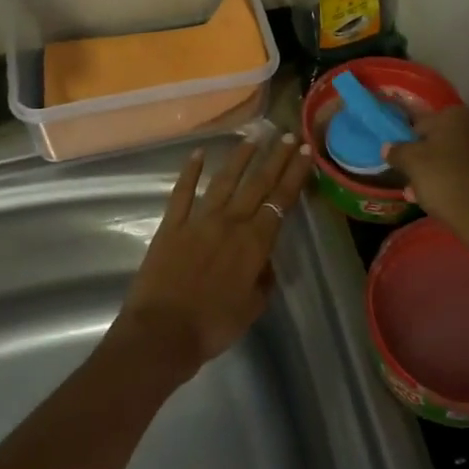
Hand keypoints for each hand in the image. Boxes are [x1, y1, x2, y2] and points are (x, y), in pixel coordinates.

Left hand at [117, 132, 313, 374]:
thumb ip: (263, 279)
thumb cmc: (213, 326)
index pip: (281, 200)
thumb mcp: (252, 308)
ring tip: (254, 137)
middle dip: (276, 158)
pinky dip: (190, 171)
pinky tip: (197, 153)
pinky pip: (182, 193)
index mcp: (254, 243)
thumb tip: (263, 261)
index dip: (295, 174)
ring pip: (224, 180)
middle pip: (257, 184)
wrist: (162, 333)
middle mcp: (230, 222)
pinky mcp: (171, 225)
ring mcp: (198, 220)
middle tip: (289, 135)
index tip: (306, 152)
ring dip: (241, 157)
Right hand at [385, 107, 468, 338]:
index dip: (407, 145)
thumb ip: (398, 151)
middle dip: (430, 162)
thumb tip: (389, 145)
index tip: (402, 166)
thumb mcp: (413, 166)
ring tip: (439, 203)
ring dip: (451, 175)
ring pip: (467, 161)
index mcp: (455, 117)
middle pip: (445, 143)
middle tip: (418, 187)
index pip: (420, 125)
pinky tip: (467, 207)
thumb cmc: (449, 186)